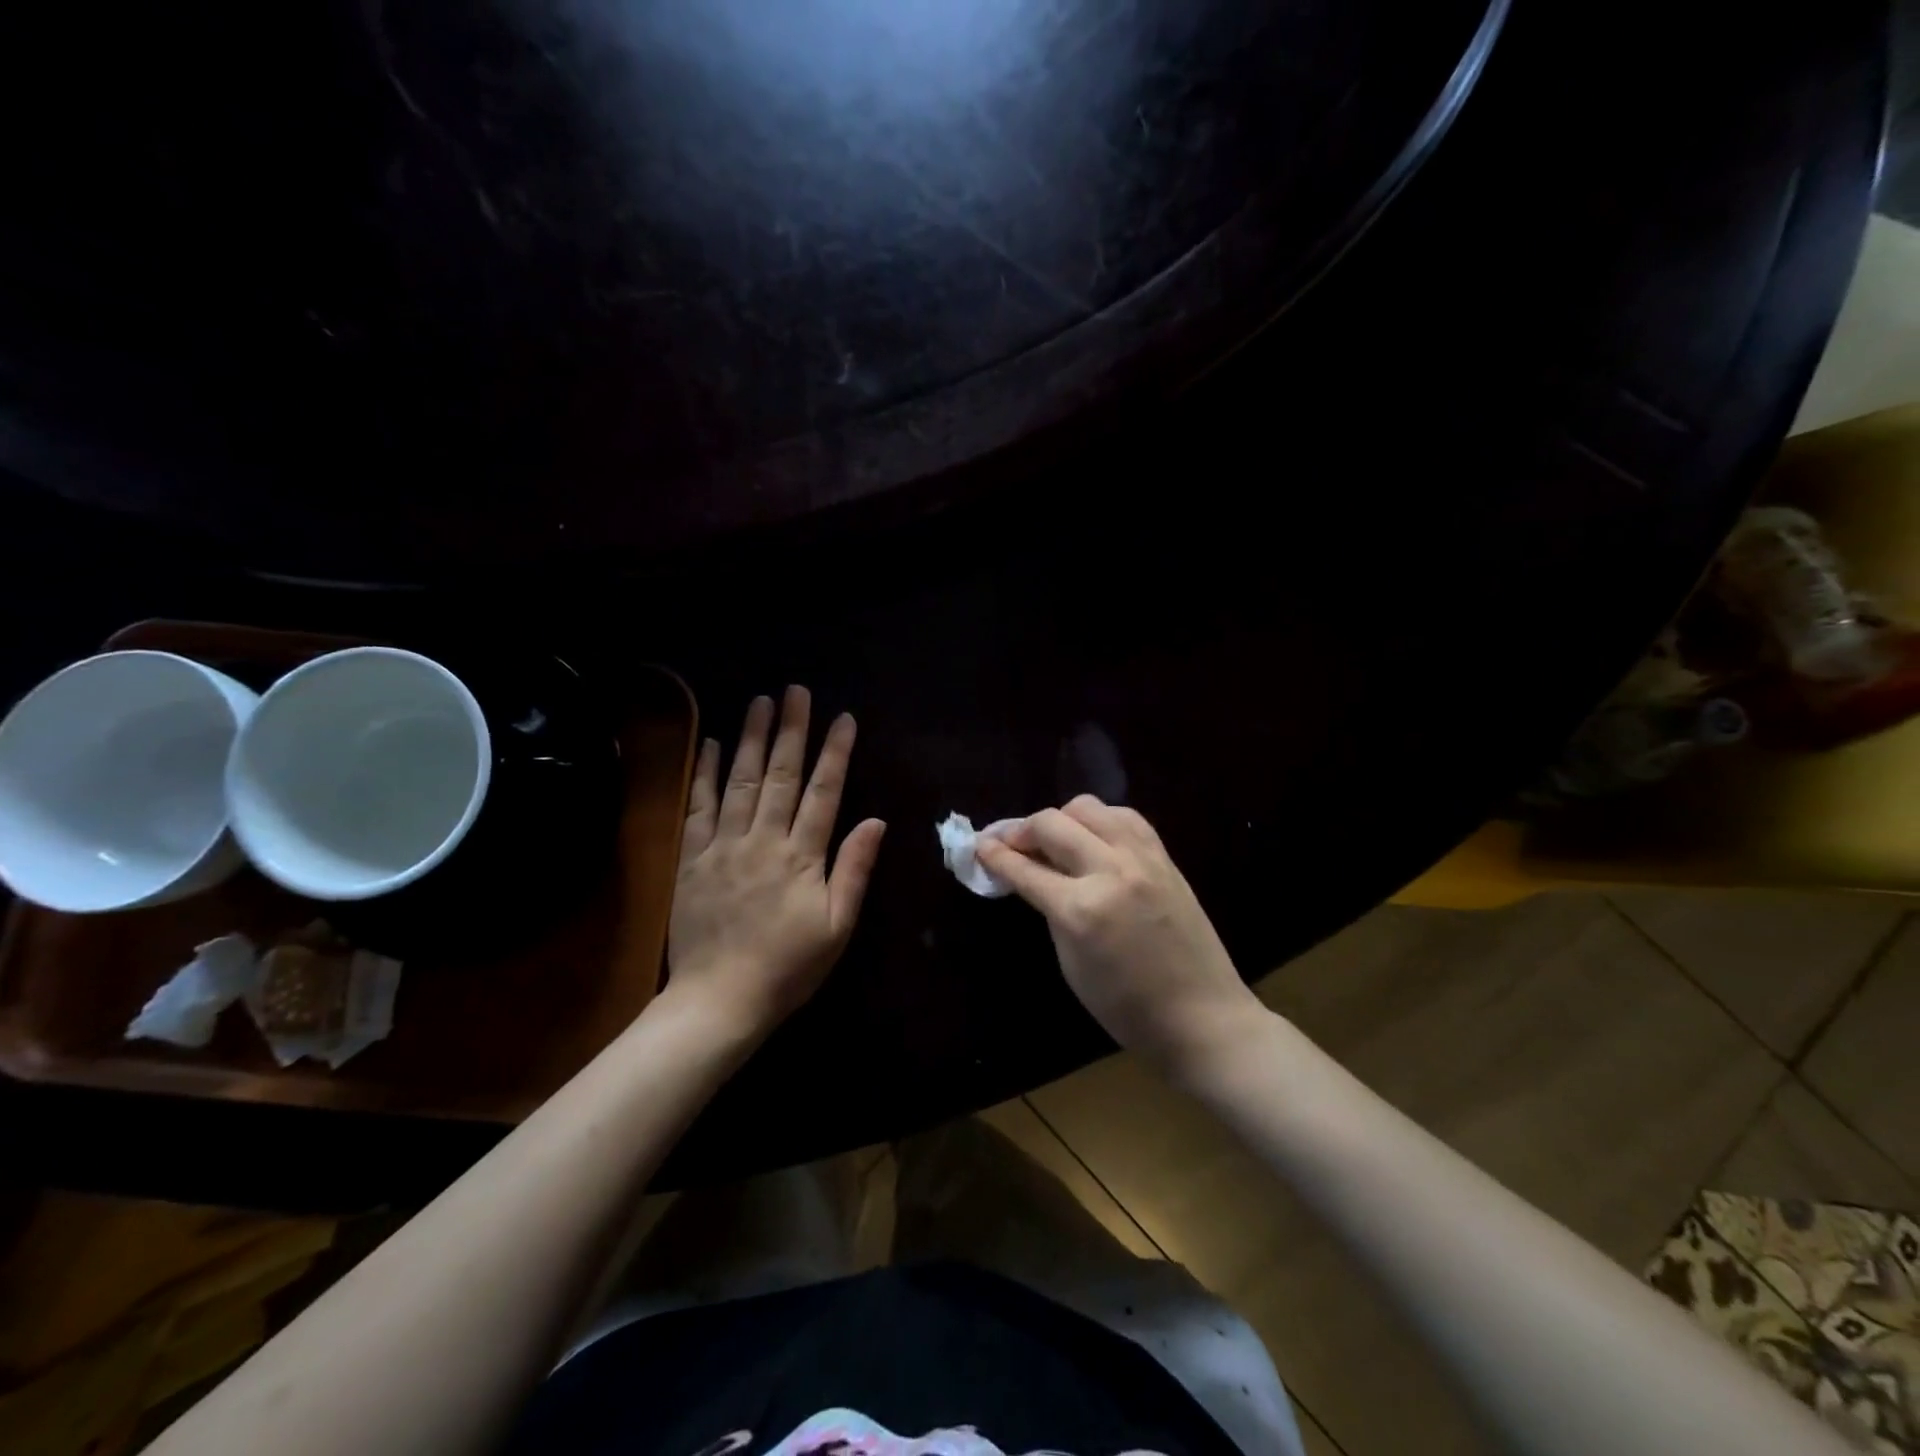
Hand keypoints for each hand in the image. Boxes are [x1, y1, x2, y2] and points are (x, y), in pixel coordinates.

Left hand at [666, 686, 886, 1039]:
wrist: (719, 1000)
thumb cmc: (788, 967)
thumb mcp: (837, 927)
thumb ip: (854, 870)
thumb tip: (876, 821)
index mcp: (802, 856)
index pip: (823, 792)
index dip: (835, 753)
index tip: (843, 718)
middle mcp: (763, 840)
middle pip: (780, 775)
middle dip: (791, 730)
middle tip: (795, 691)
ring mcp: (723, 845)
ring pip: (740, 781)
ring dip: (750, 738)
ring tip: (759, 701)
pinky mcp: (692, 858)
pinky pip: (698, 807)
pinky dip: (705, 773)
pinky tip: (711, 743)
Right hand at [976, 796, 1263, 1075]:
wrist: (1202, 1016)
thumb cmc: (1126, 1007)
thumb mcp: (1071, 963)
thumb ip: (1050, 910)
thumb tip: (1032, 874)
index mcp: (1080, 910)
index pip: (1024, 868)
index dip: (995, 855)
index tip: (978, 846)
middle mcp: (1109, 871)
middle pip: (1051, 824)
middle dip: (1020, 830)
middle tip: (1009, 844)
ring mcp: (1141, 858)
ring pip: (1087, 807)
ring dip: (1060, 818)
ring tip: (1053, 839)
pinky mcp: (1164, 856)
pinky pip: (1124, 816)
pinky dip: (1099, 820)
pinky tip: (1092, 836)